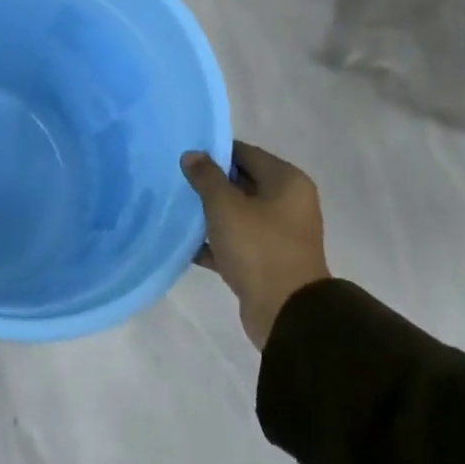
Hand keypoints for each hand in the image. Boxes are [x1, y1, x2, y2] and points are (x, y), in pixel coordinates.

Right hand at [181, 141, 330, 348]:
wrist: (286, 311)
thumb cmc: (258, 247)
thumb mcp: (225, 206)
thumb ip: (207, 177)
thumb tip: (193, 155)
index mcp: (287, 182)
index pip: (245, 153)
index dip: (214, 152)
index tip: (184, 158)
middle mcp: (288, 203)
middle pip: (242, 182)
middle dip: (210, 183)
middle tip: (176, 182)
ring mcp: (279, 233)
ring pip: (237, 214)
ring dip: (210, 214)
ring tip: (176, 210)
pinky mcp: (267, 260)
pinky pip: (236, 242)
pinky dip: (215, 242)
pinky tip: (186, 245)